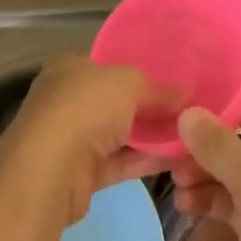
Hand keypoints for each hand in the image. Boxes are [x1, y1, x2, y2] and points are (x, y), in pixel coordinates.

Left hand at [0, 56, 170, 225]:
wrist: (49, 171)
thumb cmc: (85, 108)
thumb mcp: (130, 83)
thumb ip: (159, 89)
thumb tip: (187, 94)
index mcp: (71, 68)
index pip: (109, 66)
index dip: (139, 71)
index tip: (172, 79)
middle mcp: (68, 100)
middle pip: (116, 101)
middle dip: (149, 106)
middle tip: (187, 108)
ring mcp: (72, 139)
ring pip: (120, 133)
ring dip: (151, 136)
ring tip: (190, 134)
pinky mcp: (81, 175)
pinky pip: (120, 162)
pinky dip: (145, 160)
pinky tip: (177, 158)